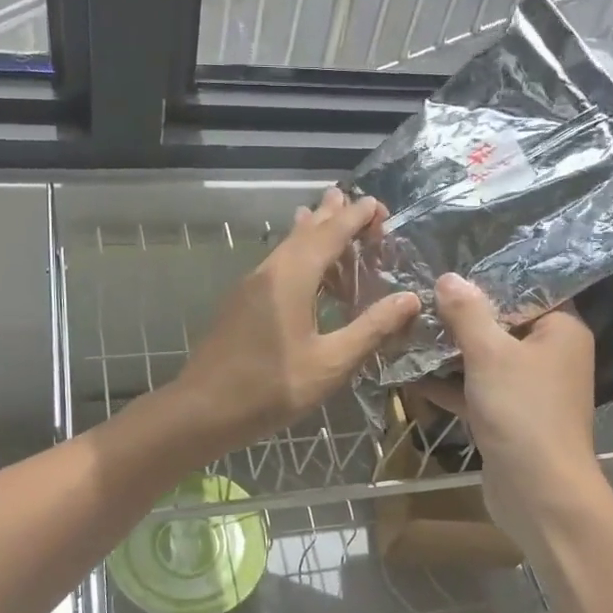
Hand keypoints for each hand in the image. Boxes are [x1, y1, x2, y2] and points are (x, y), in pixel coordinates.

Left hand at [168, 189, 420, 458]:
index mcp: (292, 277)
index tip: (379, 206)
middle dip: (331, 215)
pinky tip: (303, 273)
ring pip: (286, 248)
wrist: (202, 409)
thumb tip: (410, 299)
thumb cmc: (270, 388)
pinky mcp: (240, 305)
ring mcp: (249, 287)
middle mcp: (269, 271)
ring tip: (326, 217)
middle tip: (355, 202)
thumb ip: (371, 329)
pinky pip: (276, 266)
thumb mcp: (330, 363)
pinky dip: (298, 257)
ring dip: (311, 232)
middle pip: (304, 232)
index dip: (356, 217)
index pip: (330, 233)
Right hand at [420, 274, 598, 546]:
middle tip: (418, 301)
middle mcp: (549, 355)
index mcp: (560, 330)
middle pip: (500, 324)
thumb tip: (449, 277)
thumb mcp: (490, 353)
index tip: (445, 273)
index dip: (485, 282)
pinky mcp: (507, 416)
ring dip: (448, 352)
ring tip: (407, 333)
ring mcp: (528, 389)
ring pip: (484, 359)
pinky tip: (410, 376)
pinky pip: (476, 390)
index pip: (525, 290)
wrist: (538, 492)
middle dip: (458, 318)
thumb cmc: (522, 412)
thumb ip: (467, 313)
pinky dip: (448, 384)